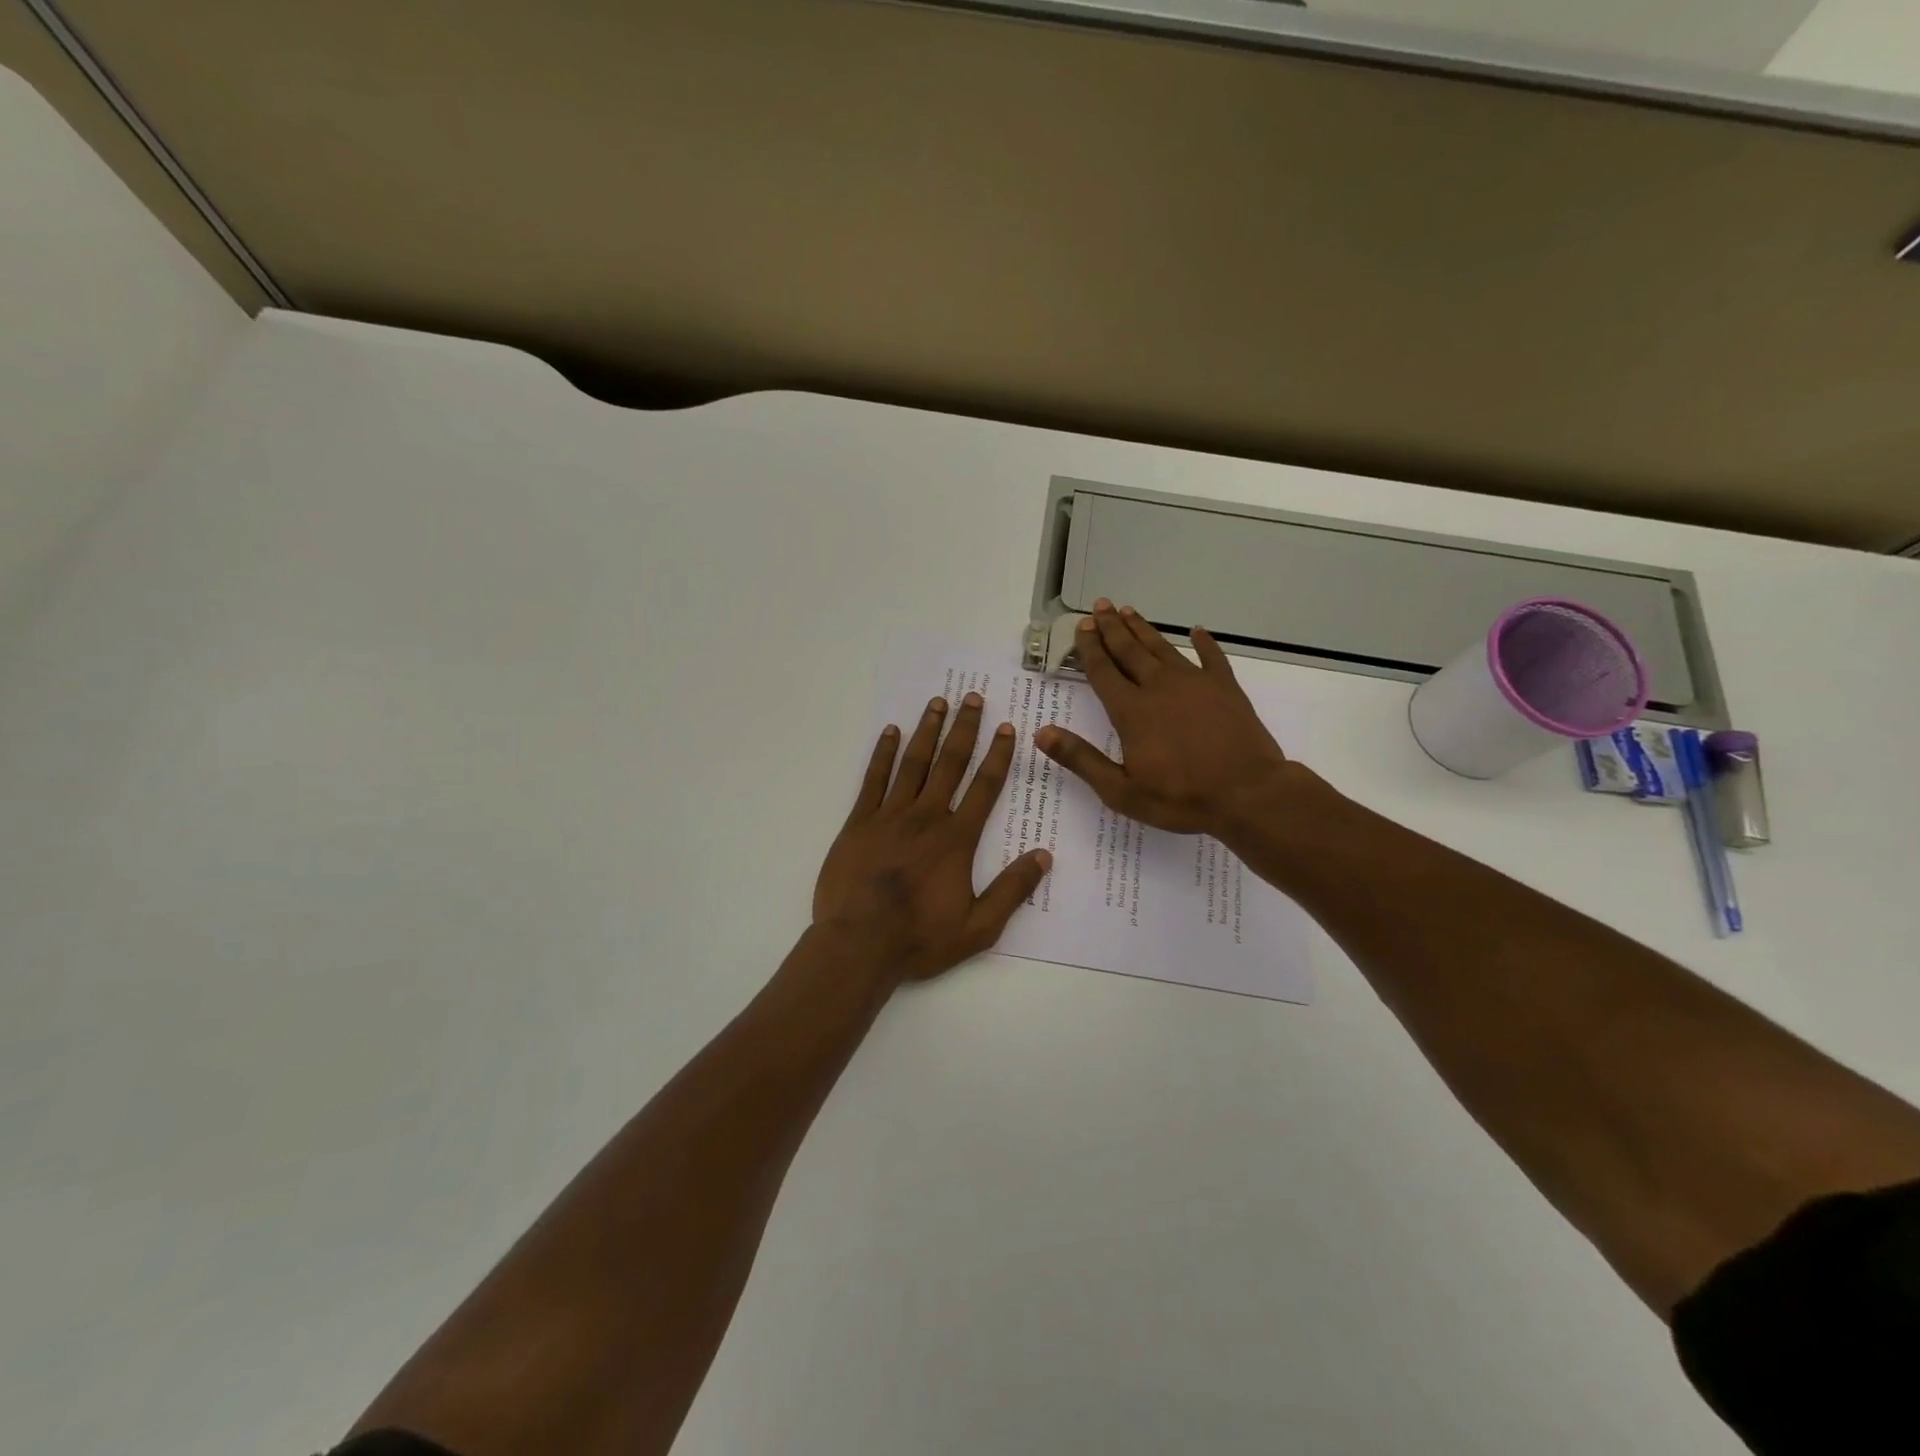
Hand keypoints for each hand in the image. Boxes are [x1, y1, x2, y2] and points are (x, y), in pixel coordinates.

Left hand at [814, 692, 1052, 984]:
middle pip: (949, 764)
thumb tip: (1045, 856)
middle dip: (964, 729)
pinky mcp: (859, 822)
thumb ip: (1012, 890)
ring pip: (913, 763)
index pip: (984, 787)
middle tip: (972, 697)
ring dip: (927, 731)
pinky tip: (890, 732)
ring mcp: (889, 816)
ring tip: (938, 703)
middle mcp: (926, 817)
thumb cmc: (920, 938)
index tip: (1005, 727)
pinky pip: (873, 779)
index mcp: (956, 839)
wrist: (858, 945)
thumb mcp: (979, 927)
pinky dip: (883, 754)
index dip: (997, 755)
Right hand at [1037, 601, 1293, 837]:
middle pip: (1130, 651)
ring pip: (1163, 648)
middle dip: (1112, 628)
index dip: (1090, 648)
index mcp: (1132, 711)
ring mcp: (1195, 684)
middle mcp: (1159, 687)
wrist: (1248, 794)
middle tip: (1100, 606)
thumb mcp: (1121, 790)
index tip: (1082, 627)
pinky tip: (1197, 631)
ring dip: (1144, 629)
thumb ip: (1081, 759)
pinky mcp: (1226, 689)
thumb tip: (1042, 734)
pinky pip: (1212, 658)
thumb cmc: (1181, 798)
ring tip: (1129, 611)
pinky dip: (1204, 643)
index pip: (1104, 672)